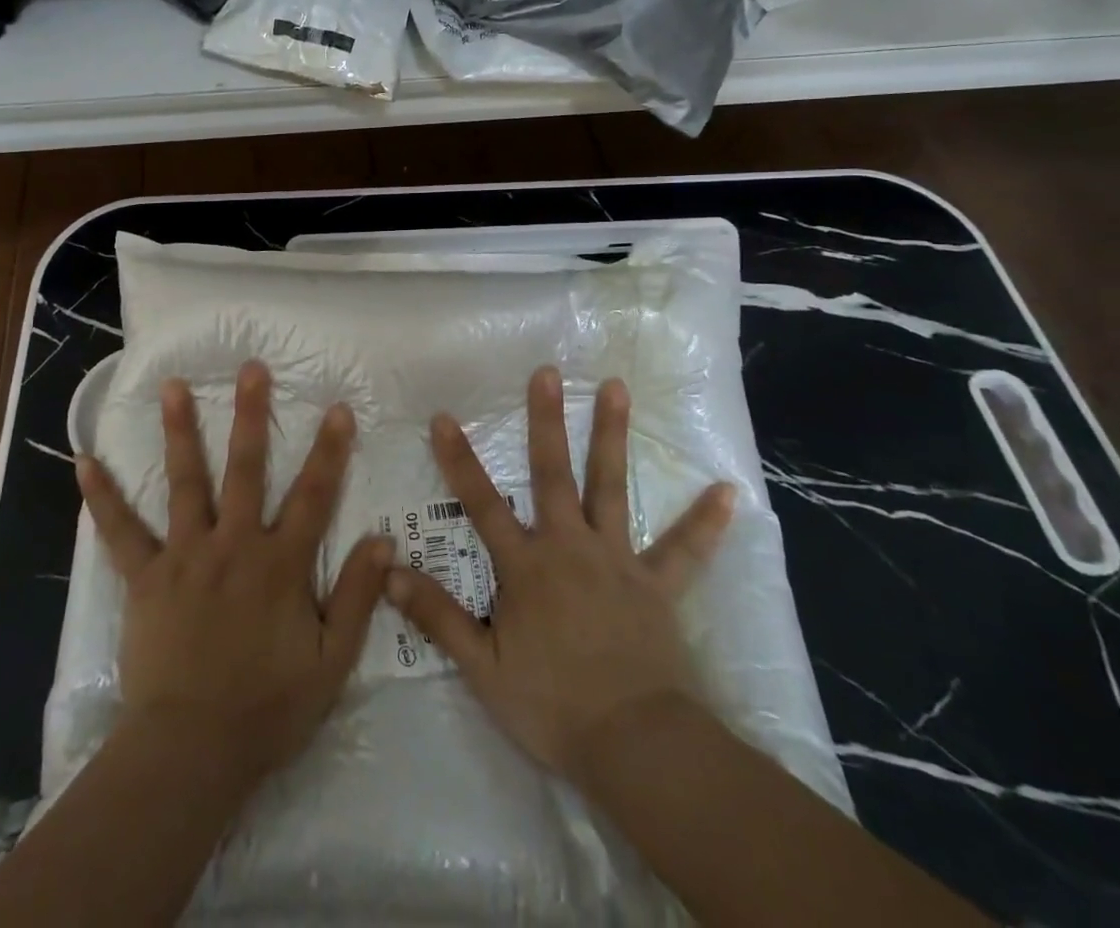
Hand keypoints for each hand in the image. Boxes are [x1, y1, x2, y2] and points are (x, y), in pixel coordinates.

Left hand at [75, 359, 391, 783]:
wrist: (192, 751)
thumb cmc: (267, 709)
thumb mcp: (331, 662)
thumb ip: (357, 598)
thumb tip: (383, 541)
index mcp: (280, 564)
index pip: (314, 495)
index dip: (329, 450)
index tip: (337, 407)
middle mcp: (234, 545)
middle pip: (246, 468)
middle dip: (251, 414)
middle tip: (250, 368)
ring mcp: (186, 556)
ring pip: (185, 482)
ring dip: (179, 431)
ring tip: (172, 386)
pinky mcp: (146, 577)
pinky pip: (121, 532)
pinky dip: (103, 498)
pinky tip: (84, 462)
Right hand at [385, 365, 735, 782]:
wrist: (635, 747)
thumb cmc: (553, 706)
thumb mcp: (482, 668)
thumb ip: (438, 615)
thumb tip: (390, 571)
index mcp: (527, 567)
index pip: (482, 504)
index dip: (460, 461)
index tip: (445, 417)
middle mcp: (570, 548)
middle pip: (554, 474)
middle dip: (547, 421)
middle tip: (548, 372)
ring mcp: (618, 561)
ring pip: (611, 488)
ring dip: (612, 435)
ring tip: (617, 387)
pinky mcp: (658, 586)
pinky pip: (684, 549)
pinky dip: (705, 521)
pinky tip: (729, 491)